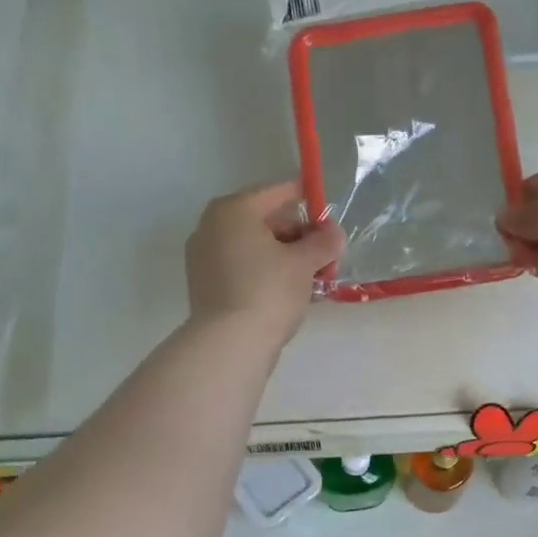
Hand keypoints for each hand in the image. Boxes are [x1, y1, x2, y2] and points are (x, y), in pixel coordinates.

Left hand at [186, 181, 344, 344]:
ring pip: (253, 248)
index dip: (307, 201)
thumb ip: (323, 242)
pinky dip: (265, 274)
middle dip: (297, 237)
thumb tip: (333, 233)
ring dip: (283, 258)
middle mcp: (211, 227)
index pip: (277, 193)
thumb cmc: (269, 291)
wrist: (230, 343)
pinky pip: (242, 269)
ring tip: (312, 278)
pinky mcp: (205, 286)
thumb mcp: (304, 263)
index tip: (328, 218)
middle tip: (324, 256)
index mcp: (233, 210)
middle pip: (263, 221)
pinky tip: (289, 292)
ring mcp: (204, 258)